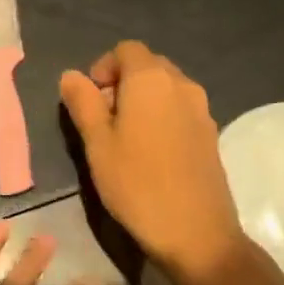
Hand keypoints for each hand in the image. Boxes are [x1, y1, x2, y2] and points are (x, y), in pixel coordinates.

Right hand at [59, 41, 245, 284]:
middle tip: (104, 119)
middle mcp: (181, 84)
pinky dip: (162, 116)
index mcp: (151, 79)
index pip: (126, 49)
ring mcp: (202, 109)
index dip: (103, 67)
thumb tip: (71, 75)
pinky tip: (151, 152)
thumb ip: (82, 102)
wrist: (197, 235)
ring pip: (166, 87)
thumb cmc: (137, 184)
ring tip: (126, 137)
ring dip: (143, 99)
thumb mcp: (97, 143)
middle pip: (148, 65)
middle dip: (122, 82)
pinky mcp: (211, 134)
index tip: (91, 100)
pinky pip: (181, 109)